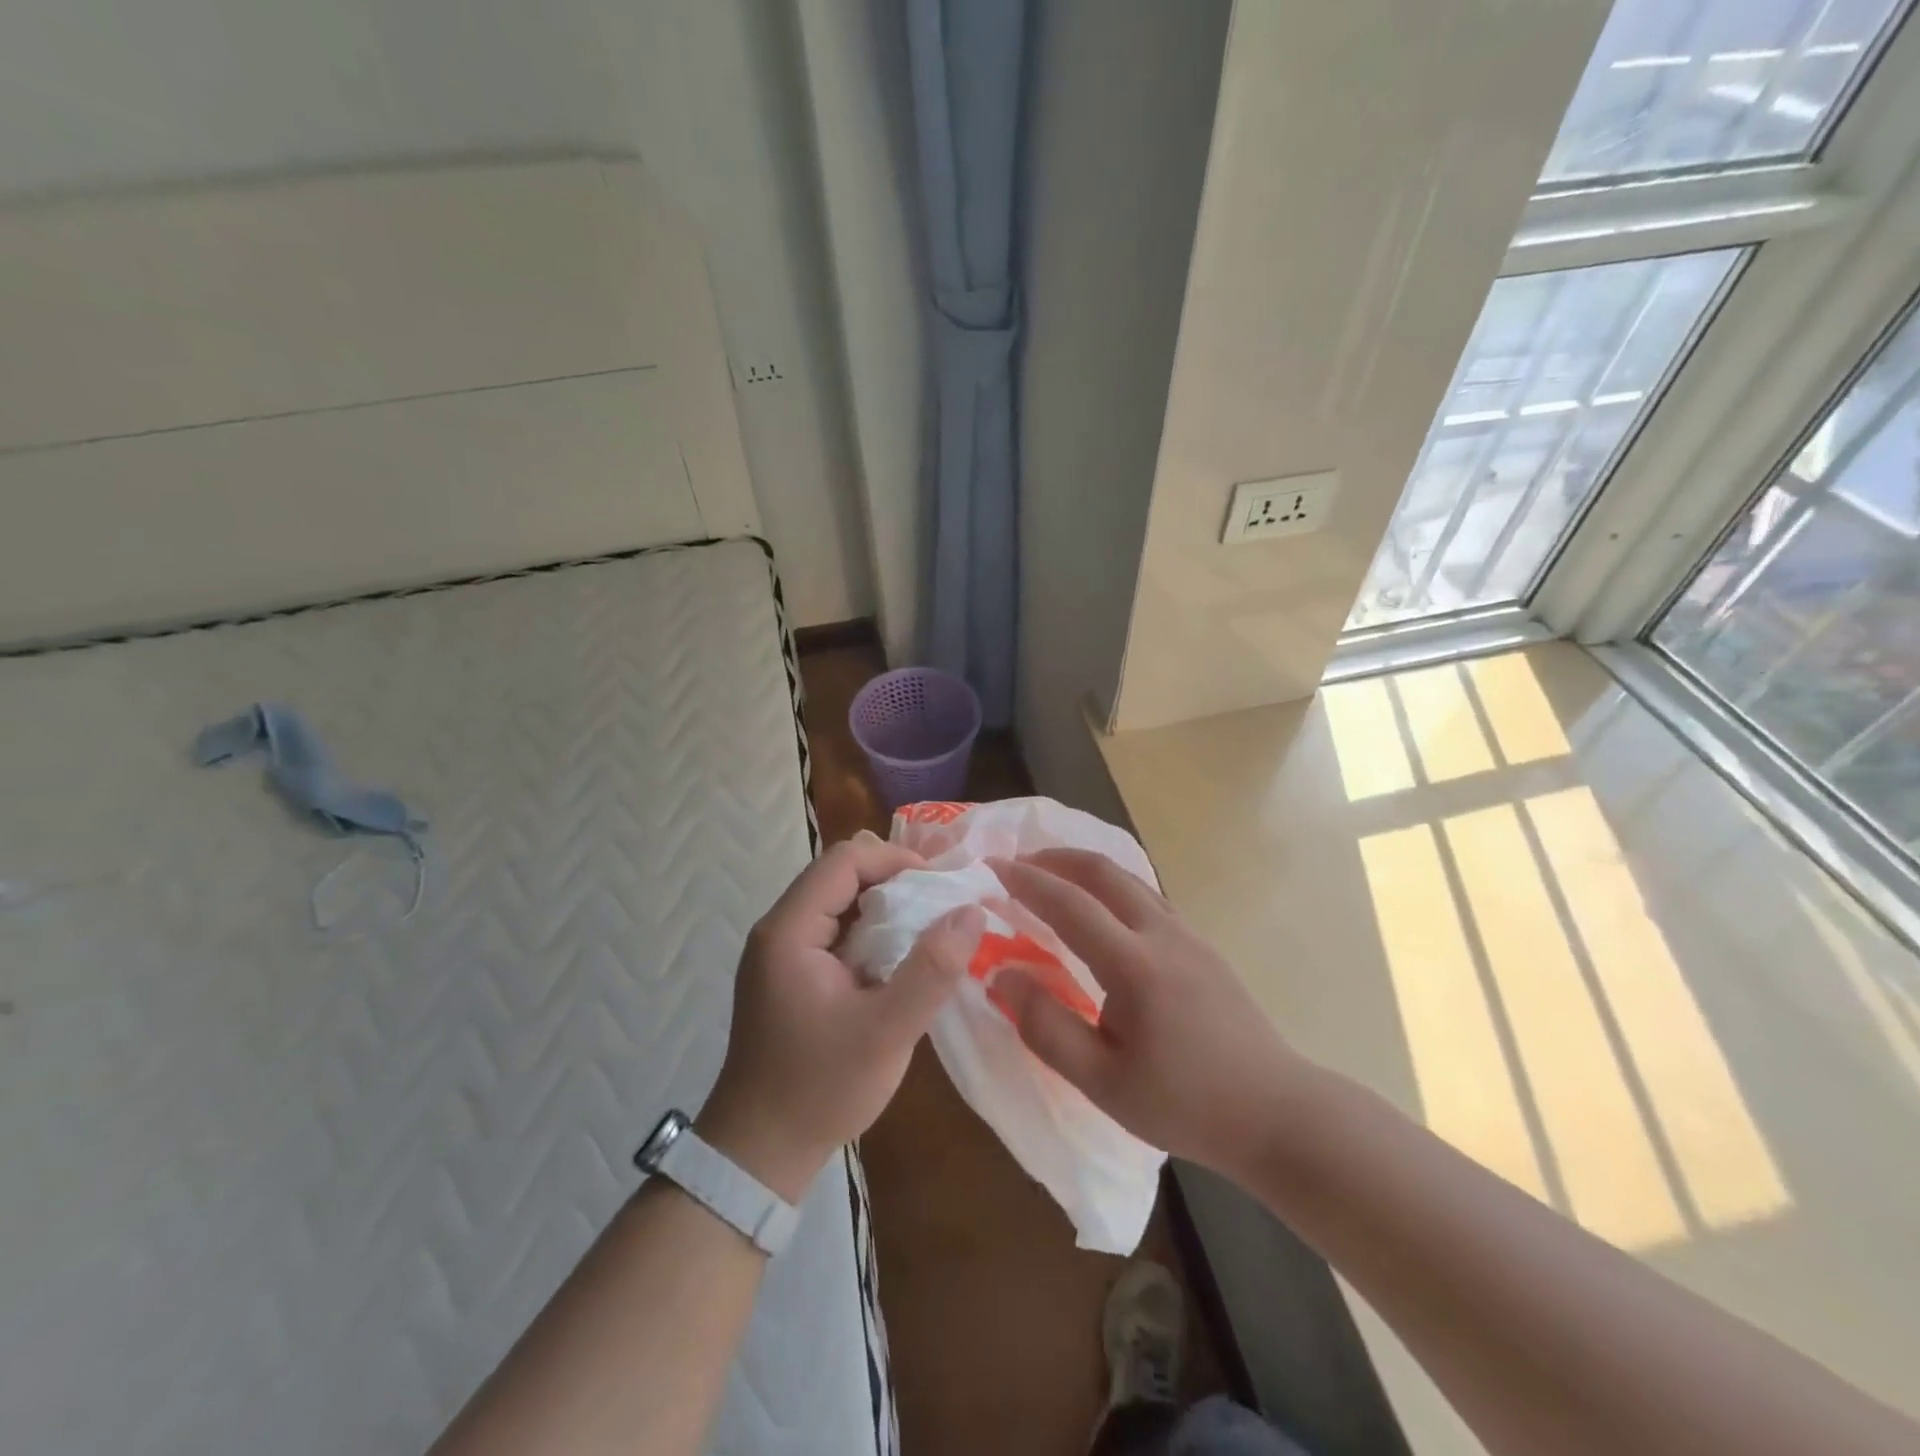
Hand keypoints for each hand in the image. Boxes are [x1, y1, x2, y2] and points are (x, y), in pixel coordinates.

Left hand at [698, 831, 979, 1202]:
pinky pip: (834, 933)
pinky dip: (870, 934)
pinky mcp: (789, 975)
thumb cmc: (820, 1089)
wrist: (759, 1154)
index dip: (895, 860)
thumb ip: (931, 969)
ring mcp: (781, 953)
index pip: (844, 860)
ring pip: (839, 903)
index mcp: (790, 930)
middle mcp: (779, 929)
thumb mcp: (887, 1031)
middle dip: (894, 881)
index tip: (940, 885)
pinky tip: (899, 961)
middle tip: (940, 907)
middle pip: (839, 875)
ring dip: (884, 908)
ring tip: (928, 930)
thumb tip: (971, 911)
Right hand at [988, 849, 1310, 1178]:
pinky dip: (1112, 886)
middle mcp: (1163, 935)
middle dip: (1056, 859)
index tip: (993, 866)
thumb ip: (1046, 1026)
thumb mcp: (1102, 1081)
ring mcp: (1188, 936)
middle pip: (1104, 872)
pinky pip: (1148, 897)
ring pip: (1130, 879)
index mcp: (1135, 965)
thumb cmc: (1185, 1104)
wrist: (1277, 1113)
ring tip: (1053, 877)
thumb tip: (1001, 974)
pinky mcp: (1202, 947)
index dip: (1028, 882)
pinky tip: (1102, 910)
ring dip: (1086, 869)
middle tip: (1019, 863)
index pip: (1070, 905)